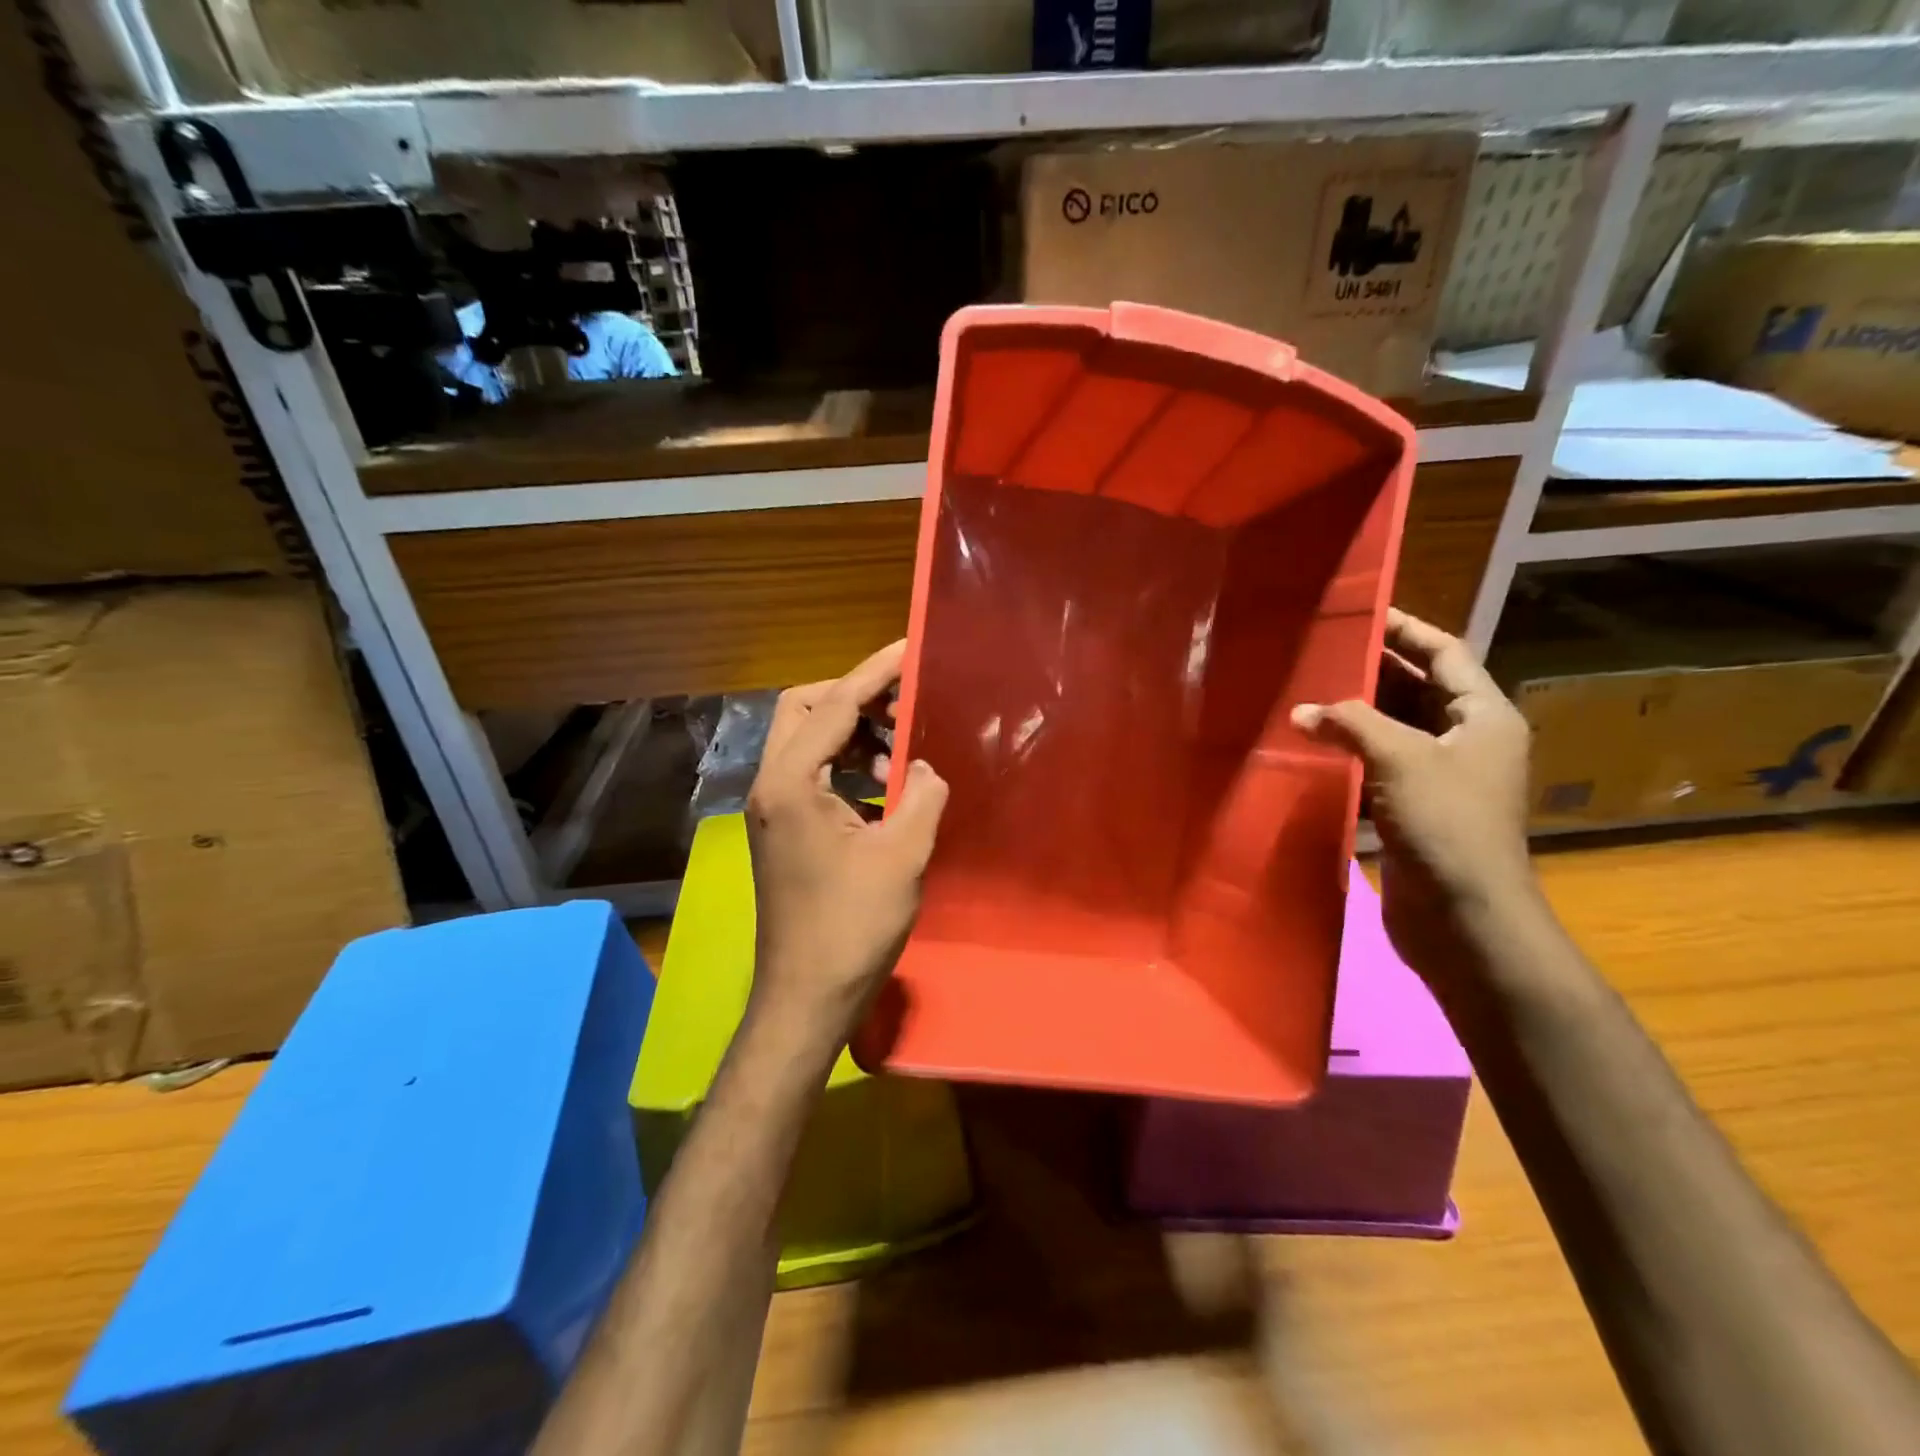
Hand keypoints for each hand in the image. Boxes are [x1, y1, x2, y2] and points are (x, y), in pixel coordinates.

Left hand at [744, 641, 948, 1035]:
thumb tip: (925, 767)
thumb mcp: (902, 855)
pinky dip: (845, 766)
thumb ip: (921, 795)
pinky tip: (884, 787)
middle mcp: (771, 786)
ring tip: (901, 750)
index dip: (874, 672)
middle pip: (803, 710)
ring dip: (851, 734)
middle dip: (853, 697)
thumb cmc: (852, 926)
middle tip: (902, 704)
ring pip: (806, 742)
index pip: (834, 705)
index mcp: (792, 783)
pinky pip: (811, 775)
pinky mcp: (782, 831)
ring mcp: (772, 810)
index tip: (910, 649)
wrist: (806, 996)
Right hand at [1291, 609, 1537, 994]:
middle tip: (1320, 650)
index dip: (1406, 629)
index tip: (1361, 611)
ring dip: (1357, 711)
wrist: (1465, 917)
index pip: (1446, 653)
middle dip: (1374, 668)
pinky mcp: (1416, 807)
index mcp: (1484, 716)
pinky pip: (1382, 762)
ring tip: (1308, 690)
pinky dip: (1352, 749)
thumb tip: (1303, 711)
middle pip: (1419, 687)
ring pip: (1396, 726)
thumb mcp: (1400, 758)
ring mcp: (1443, 776)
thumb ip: (1351, 723)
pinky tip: (1315, 744)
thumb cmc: (1447, 826)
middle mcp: (1468, 739)